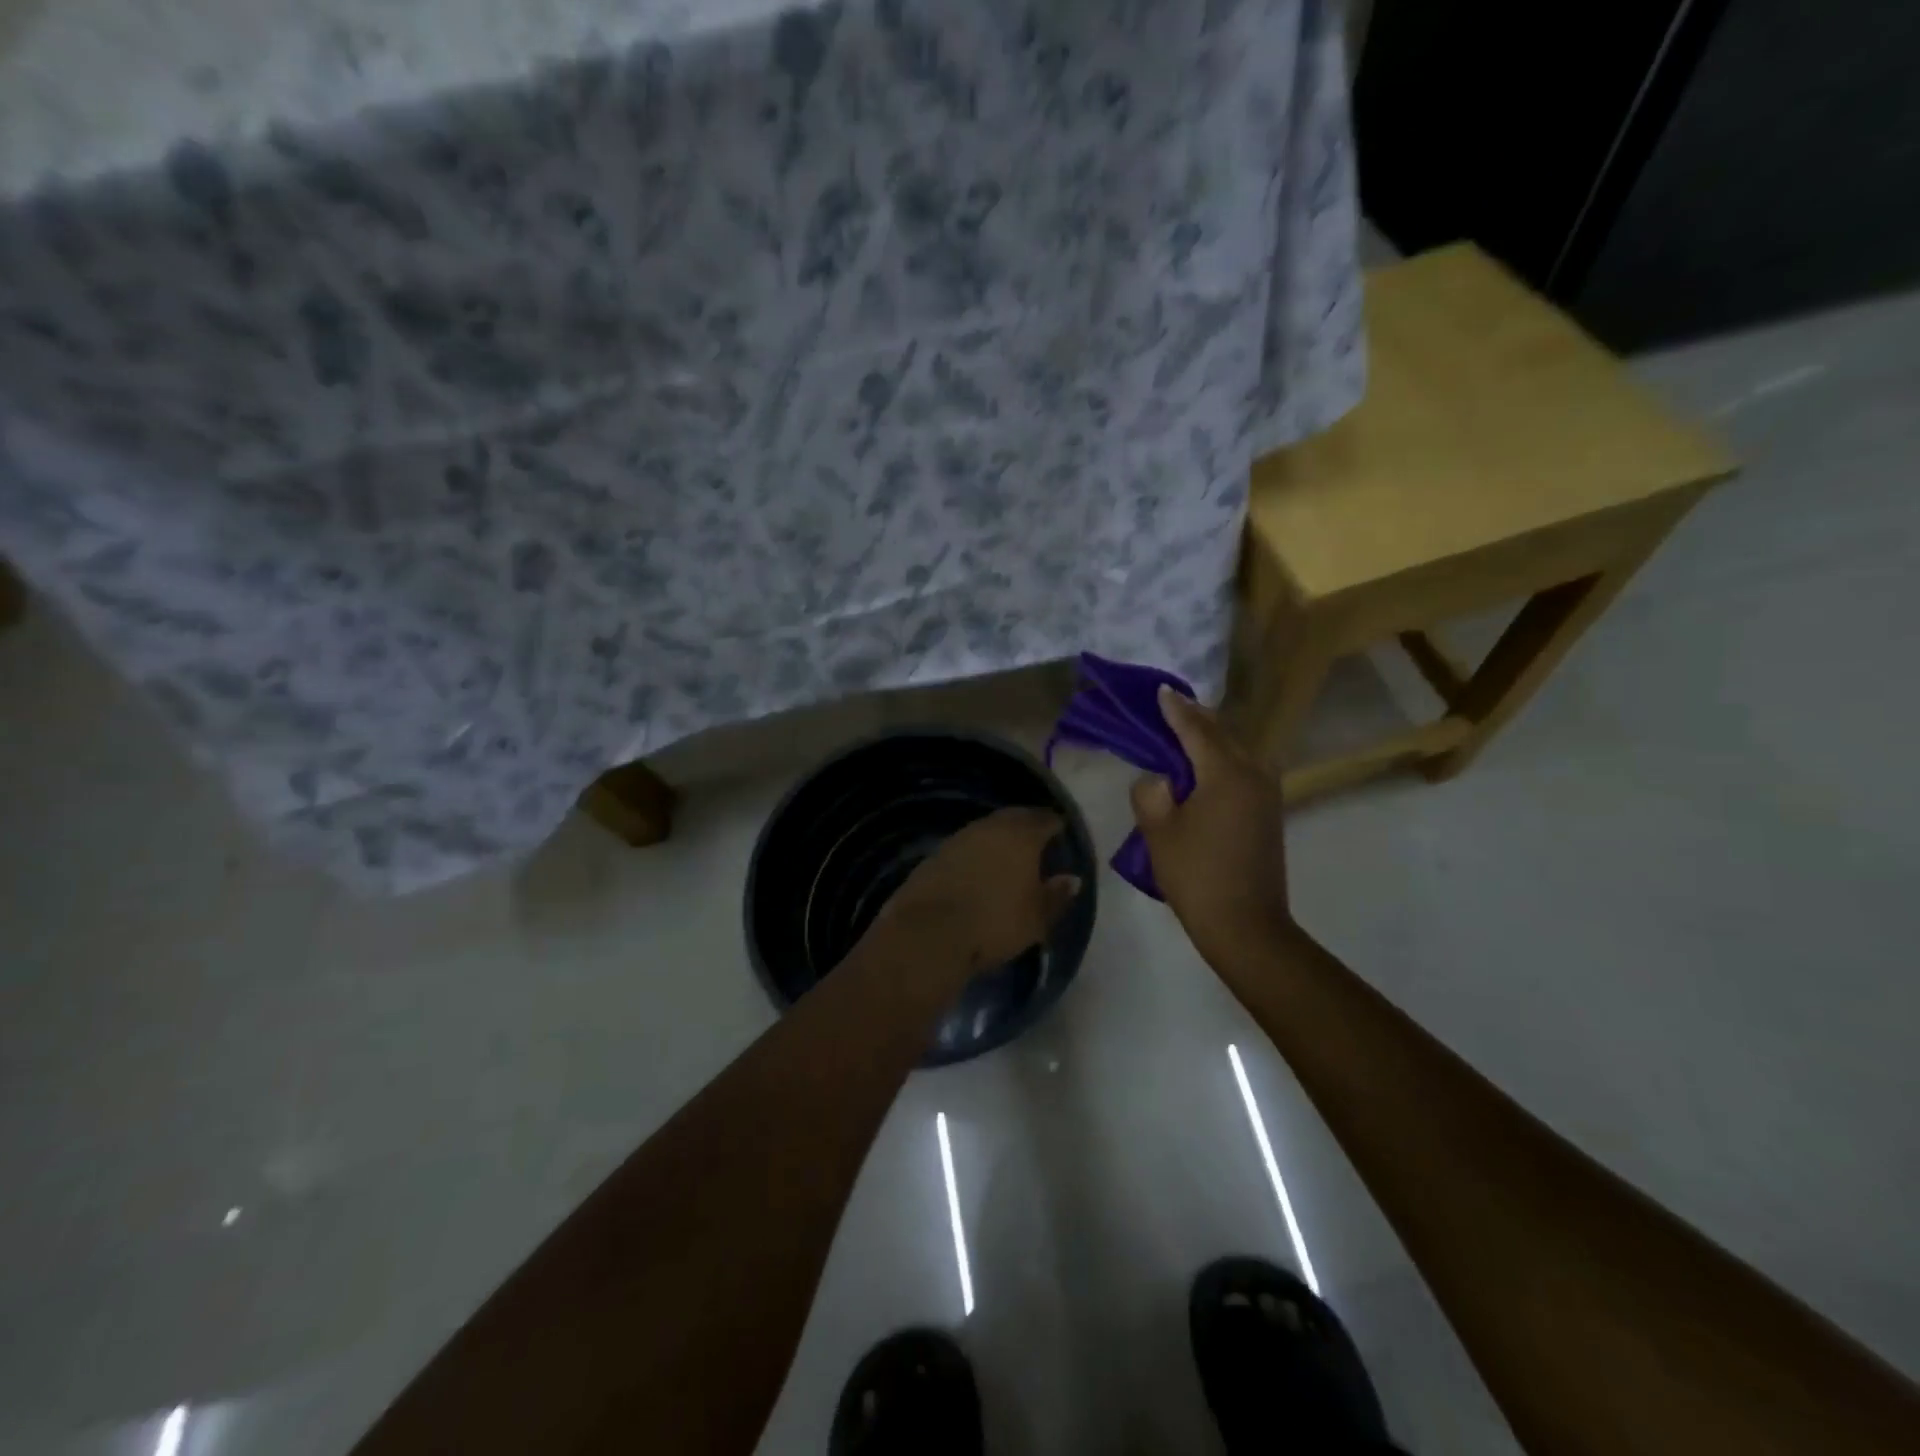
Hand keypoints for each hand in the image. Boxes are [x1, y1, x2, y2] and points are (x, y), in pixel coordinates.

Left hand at [879, 807, 1082, 972]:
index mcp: (1022, 837)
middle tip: (1037, 835)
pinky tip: (978, 865)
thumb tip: (1072, 879)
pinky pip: (965, 844)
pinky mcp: (936, 853)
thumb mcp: (1036, 918)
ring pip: (987, 828)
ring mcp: (960, 837)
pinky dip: (977, 850)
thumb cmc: (995, 922)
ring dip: (999, 835)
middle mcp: (991, 828)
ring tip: (1008, 851)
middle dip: (1027, 822)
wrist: (931, 931)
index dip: (1055, 824)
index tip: (1060, 830)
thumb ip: (1056, 896)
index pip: (1044, 819)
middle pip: (1014, 817)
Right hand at [1131, 686, 1294, 963]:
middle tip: (1171, 705)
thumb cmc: (1197, 875)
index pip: (1196, 729)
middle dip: (1196, 718)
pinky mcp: (1269, 813)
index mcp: (1226, 773)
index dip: (1175, 710)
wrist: (1246, 925)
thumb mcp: (1159, 832)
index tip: (1160, 690)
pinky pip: (1244, 770)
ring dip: (1212, 738)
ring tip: (1187, 731)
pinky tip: (1207, 766)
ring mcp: (1267, 794)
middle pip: (1222, 734)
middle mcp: (1253, 774)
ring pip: (1238, 751)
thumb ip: (1151, 793)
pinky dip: (1223, 759)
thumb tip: (1159, 780)